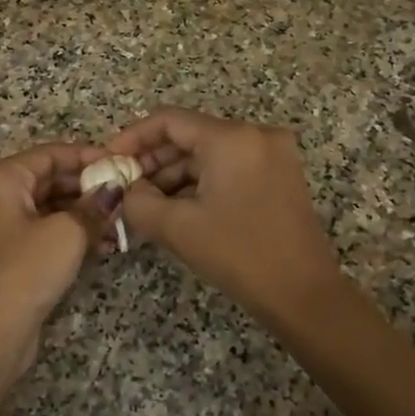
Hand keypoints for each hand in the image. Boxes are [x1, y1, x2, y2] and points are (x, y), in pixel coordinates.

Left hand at [0, 142, 106, 384]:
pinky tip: (101, 246)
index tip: (122, 165)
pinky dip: (66, 234)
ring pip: (44, 208)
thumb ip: (93, 206)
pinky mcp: (0, 257)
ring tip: (119, 225)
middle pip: (46, 180)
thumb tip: (115, 189)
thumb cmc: (22, 274)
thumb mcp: (66, 234)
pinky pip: (38, 232)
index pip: (49, 154)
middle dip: (86, 188)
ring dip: (81, 214)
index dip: (88, 157)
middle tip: (125, 197)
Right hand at [106, 108, 350, 325]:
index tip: (109, 160)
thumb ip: (138, 201)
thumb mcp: (178, 228)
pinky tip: (177, 206)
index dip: (133, 137)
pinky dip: (201, 181)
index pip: (170, 120)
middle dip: (153, 159)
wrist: (304, 295)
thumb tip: (125, 189)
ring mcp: (273, 153)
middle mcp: (255, 134)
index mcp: (232, 137)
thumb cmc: (239, 255)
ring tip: (145, 201)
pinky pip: (229, 166)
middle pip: (190, 134)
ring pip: (209, 152)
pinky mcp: (280, 174)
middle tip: (123, 185)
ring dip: (175, 173)